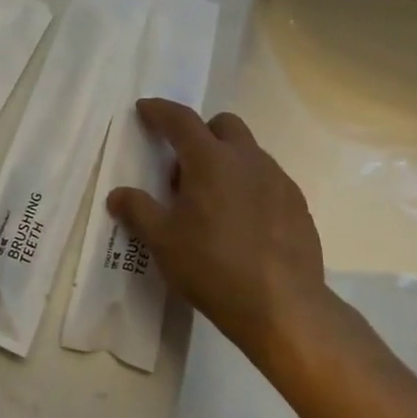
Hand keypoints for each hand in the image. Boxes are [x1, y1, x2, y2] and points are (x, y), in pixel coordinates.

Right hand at [108, 99, 335, 369]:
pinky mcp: (298, 205)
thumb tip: (118, 194)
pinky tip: (242, 223)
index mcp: (211, 159)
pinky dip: (249, 186)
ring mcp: (278, 180)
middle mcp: (247, 159)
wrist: (284, 308)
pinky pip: (268, 180)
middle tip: (183, 169)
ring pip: (248, 152)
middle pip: (223, 125)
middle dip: (200, 134)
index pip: (180, 119)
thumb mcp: (163, 242)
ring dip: (226, 161)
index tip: (145, 109)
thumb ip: (138, 210)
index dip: (159, 111)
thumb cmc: (213, 267)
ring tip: (212, 203)